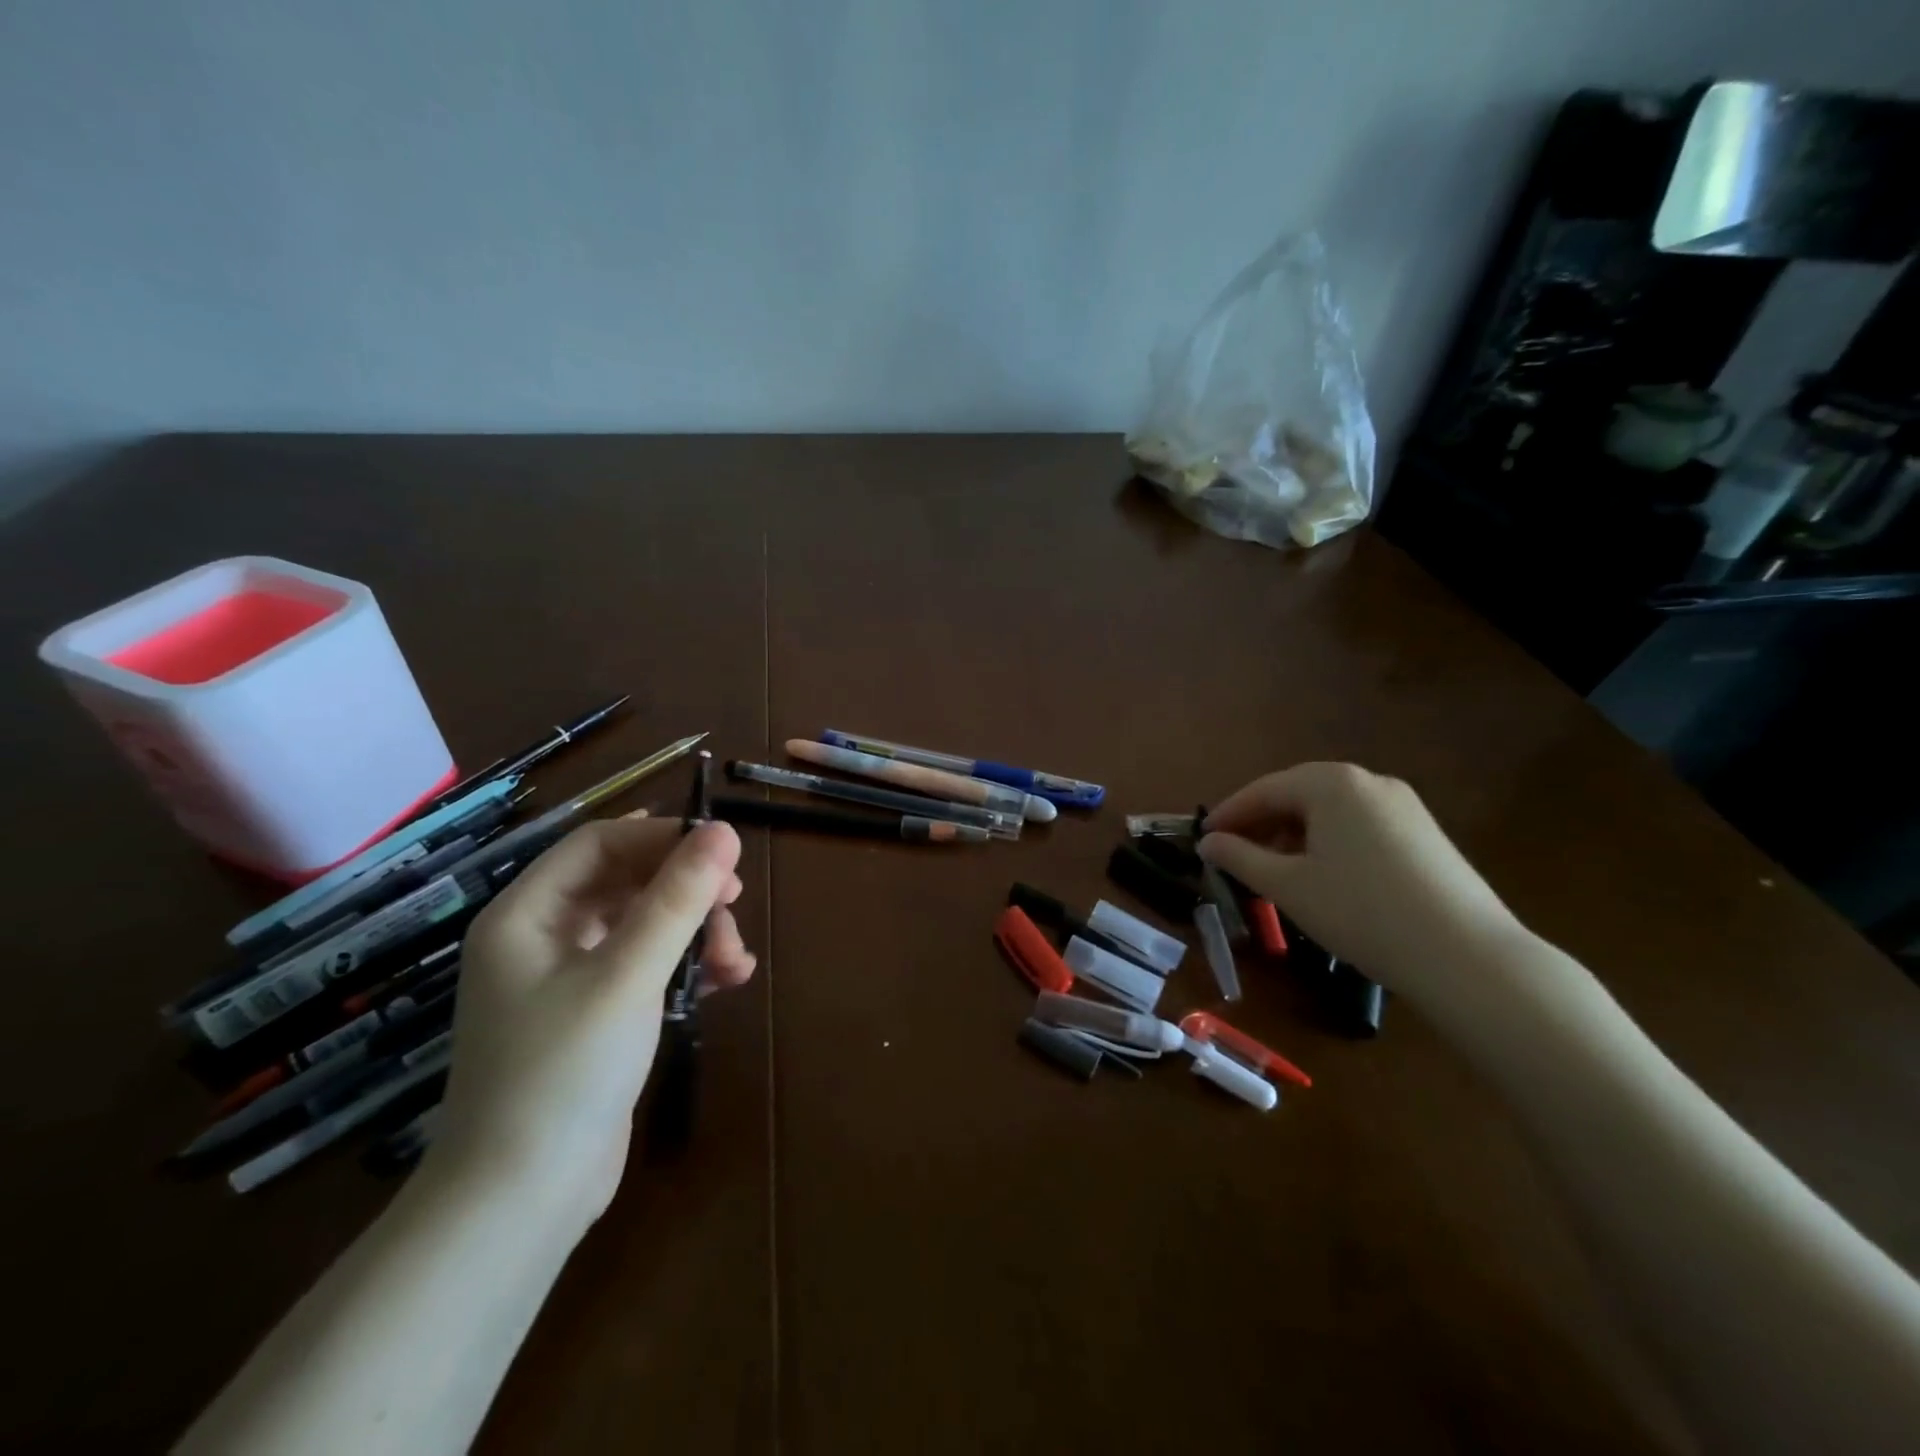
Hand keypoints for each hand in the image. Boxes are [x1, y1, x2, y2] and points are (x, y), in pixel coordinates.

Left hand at [430, 814, 754, 1232]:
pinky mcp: (596, 1014)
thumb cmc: (563, 1073)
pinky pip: (647, 965)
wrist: (521, 1202)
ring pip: (644, 924)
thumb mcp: (628, 976)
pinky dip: (686, 966)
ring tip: (736, 960)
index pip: (599, 843)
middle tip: (735, 902)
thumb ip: (677, 899)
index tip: (722, 851)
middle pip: (626, 881)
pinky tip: (726, 981)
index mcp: (527, 915)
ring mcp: (569, 978)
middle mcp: (543, 937)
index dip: (661, 837)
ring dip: (695, 932)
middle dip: (685, 890)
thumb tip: (724, 831)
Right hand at [1199, 762, 1519, 1007]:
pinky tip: (1323, 875)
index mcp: (1331, 783)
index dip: (1229, 814)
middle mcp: (1369, 781)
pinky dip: (1329, 841)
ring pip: (1331, 810)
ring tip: (1275, 868)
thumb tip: (1208, 843)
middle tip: (1234, 853)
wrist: (1466, 955)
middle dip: (1262, 822)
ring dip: (1295, 833)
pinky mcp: (1424, 832)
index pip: (1264, 790)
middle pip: (1298, 794)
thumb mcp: (1288, 886)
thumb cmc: (1360, 911)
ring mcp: (1403, 805)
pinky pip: (1359, 824)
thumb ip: (1240, 858)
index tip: (1203, 838)